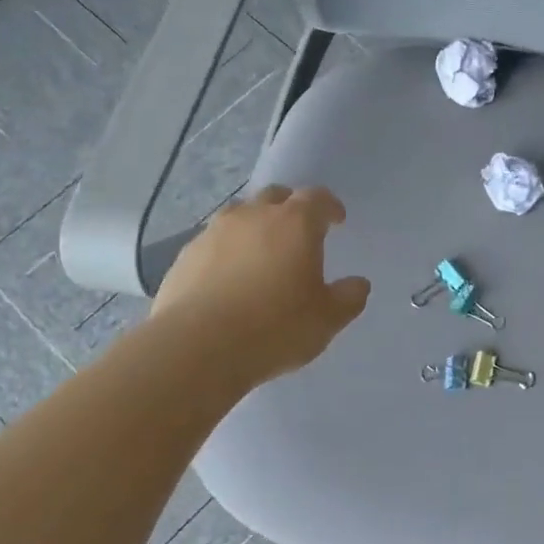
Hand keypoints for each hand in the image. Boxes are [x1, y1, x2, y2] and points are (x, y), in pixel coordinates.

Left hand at [153, 185, 370, 386]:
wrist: (198, 347)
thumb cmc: (275, 328)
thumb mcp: (326, 320)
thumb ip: (348, 298)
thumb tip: (358, 284)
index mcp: (295, 224)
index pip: (317, 198)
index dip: (330, 207)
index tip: (336, 220)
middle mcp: (253, 216)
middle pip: (275, 196)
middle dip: (290, 208)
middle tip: (298, 232)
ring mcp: (214, 232)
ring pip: (239, 214)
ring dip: (255, 225)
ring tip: (260, 252)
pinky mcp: (185, 255)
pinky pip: (213, 242)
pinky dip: (226, 250)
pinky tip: (227, 277)